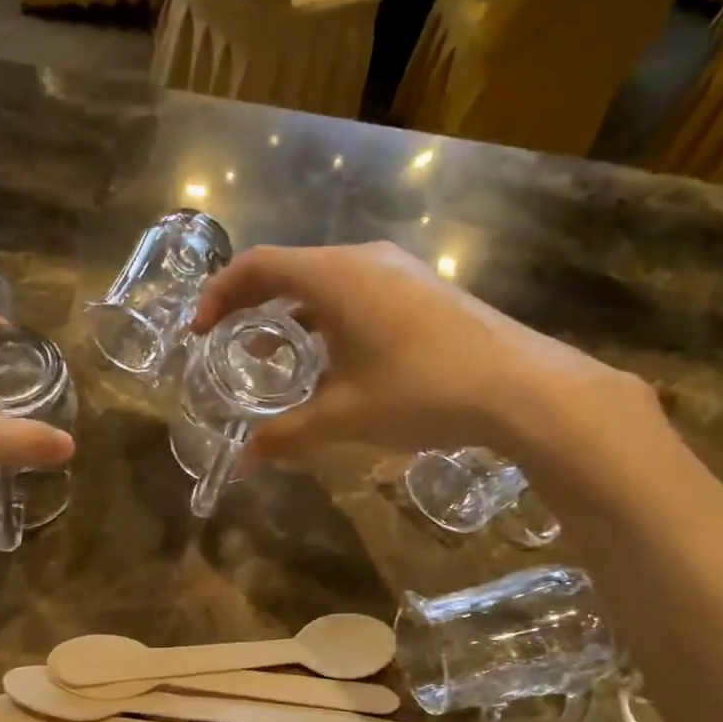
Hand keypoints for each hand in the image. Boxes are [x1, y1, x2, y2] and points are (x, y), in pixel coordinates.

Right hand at [191, 242, 660, 477]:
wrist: (522, 388)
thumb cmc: (420, 391)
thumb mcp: (344, 417)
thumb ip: (287, 434)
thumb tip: (244, 461)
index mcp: (334, 276)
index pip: (257, 266)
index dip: (219, 295)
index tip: (200, 332)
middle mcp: (364, 260)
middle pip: (290, 270)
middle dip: (251, 305)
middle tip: (229, 344)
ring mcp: (399, 271)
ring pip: (326, 283)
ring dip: (293, 315)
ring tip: (276, 357)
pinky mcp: (424, 290)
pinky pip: (358, 293)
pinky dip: (329, 319)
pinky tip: (335, 360)